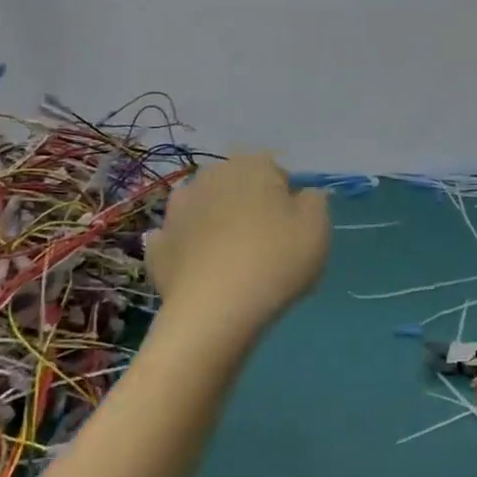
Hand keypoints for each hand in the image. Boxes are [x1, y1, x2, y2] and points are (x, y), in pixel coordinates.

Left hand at [145, 154, 329, 337]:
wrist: (215, 311)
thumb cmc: (276, 261)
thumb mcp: (318, 227)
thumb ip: (315, 200)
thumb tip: (302, 195)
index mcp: (251, 165)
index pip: (277, 172)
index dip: (288, 199)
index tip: (293, 228)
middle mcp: (210, 176)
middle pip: (238, 187)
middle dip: (250, 207)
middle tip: (267, 244)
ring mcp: (177, 209)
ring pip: (206, 209)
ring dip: (217, 223)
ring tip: (233, 258)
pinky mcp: (158, 244)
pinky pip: (181, 240)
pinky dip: (190, 249)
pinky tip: (203, 270)